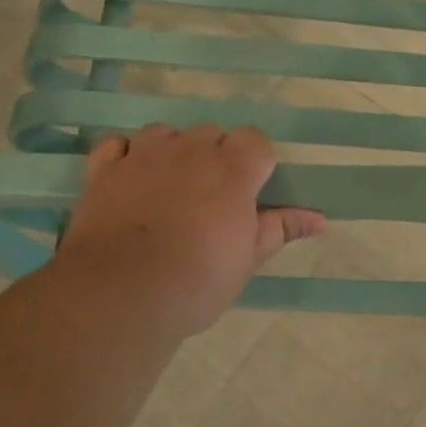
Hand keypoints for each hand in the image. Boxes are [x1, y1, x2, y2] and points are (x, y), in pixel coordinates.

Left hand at [58, 124, 323, 339]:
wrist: (121, 294)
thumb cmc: (197, 280)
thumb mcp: (248, 259)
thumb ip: (281, 228)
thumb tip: (320, 218)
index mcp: (233, 169)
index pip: (255, 139)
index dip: (254, 162)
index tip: (249, 192)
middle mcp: (191, 150)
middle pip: (210, 133)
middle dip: (214, 156)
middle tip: (210, 197)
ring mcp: (144, 155)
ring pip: (165, 132)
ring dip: (171, 150)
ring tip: (169, 185)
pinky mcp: (105, 170)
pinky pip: (116, 144)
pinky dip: (124, 155)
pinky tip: (128, 177)